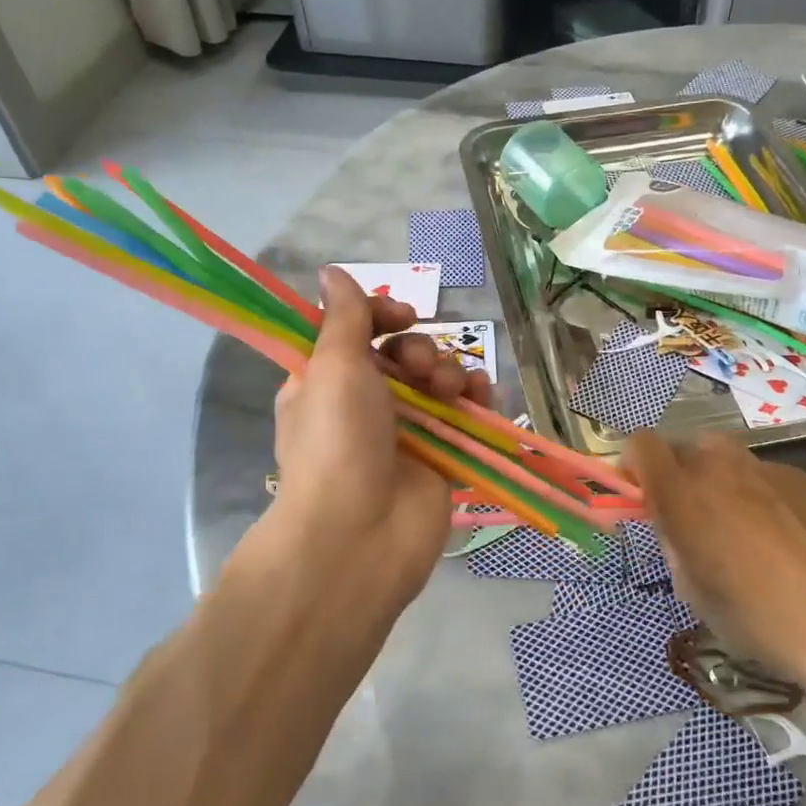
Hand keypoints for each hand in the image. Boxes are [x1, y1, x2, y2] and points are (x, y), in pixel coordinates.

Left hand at [266, 267, 493, 619]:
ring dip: (448, 372)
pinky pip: (465, 414)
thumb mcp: (332, 365)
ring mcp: (405, 432)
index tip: (401, 316)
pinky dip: (475, 399)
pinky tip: (479, 396)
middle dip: (419, 350)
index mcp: (326, 381)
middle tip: (419, 368)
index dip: (382, 316)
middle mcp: (364, 404)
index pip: (357, 332)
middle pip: (403, 354)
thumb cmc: (337, 439)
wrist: (360, 533)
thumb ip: (342, 316)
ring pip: (437, 380)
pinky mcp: (441, 456)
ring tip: (448, 390)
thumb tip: (331, 272)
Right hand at [626, 431, 805, 709]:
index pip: (640, 445)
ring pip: (724, 460)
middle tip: (693, 519)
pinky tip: (783, 538)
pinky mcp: (800, 477)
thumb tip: (676, 528)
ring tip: (741, 528)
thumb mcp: (693, 589)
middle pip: (683, 449)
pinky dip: (758, 494)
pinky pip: (762, 475)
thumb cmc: (756, 615)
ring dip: (719, 483)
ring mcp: (763, 466)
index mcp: (681, 491)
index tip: (642, 496)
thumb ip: (674, 544)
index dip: (634, 466)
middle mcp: (717, 465)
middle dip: (680, 476)